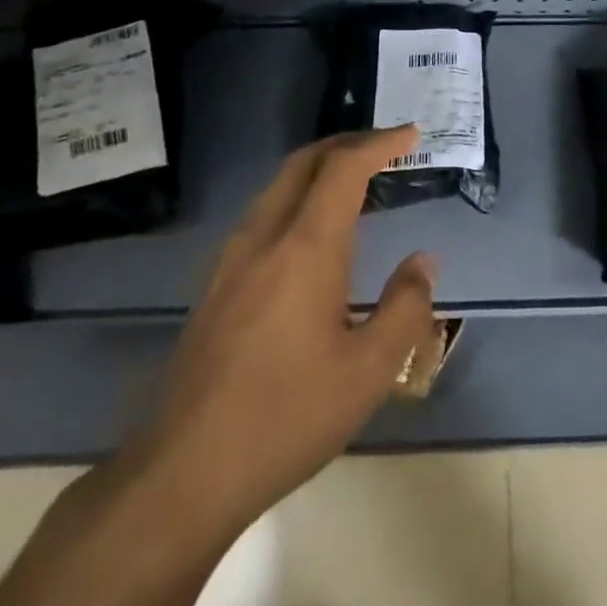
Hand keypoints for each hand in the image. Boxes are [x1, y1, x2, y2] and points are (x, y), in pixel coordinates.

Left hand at [120, 127, 436, 544]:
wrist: (184, 470)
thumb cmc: (288, 417)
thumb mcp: (369, 371)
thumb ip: (406, 307)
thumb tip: (422, 262)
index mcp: (305, 249)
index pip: (343, 169)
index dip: (379, 144)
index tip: (410, 134)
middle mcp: (264, 239)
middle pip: (303, 163)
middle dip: (346, 143)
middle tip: (385, 146)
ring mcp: (231, 260)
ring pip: (277, 186)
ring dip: (318, 169)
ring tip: (355, 180)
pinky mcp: (215, 285)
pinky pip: (262, 215)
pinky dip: (296, 197)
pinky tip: (311, 231)